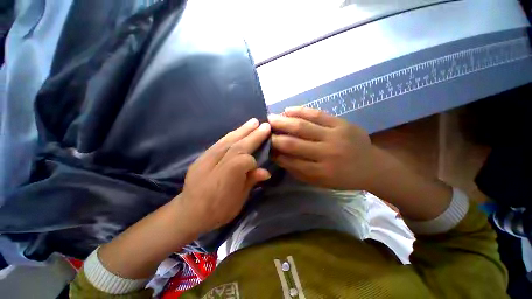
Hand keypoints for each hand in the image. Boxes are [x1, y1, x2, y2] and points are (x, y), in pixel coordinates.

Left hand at [177, 118, 270, 233]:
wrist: (189, 212)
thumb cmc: (218, 210)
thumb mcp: (238, 201)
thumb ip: (250, 182)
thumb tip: (266, 171)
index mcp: (228, 177)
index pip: (245, 161)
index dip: (254, 162)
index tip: (258, 167)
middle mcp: (217, 163)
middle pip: (238, 146)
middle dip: (253, 135)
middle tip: (265, 125)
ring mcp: (207, 158)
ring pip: (228, 140)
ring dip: (242, 130)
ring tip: (253, 122)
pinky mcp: (202, 156)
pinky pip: (219, 142)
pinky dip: (231, 135)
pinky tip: (237, 131)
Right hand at [269, 107, 377, 189]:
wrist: (372, 167)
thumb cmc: (343, 178)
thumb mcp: (320, 182)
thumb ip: (299, 171)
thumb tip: (279, 157)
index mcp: (321, 172)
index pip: (291, 161)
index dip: (276, 153)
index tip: (265, 147)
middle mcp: (326, 153)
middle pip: (294, 143)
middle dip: (275, 136)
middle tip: (263, 130)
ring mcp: (335, 135)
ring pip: (303, 126)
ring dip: (283, 122)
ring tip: (270, 118)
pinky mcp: (341, 123)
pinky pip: (317, 114)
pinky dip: (300, 111)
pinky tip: (288, 110)